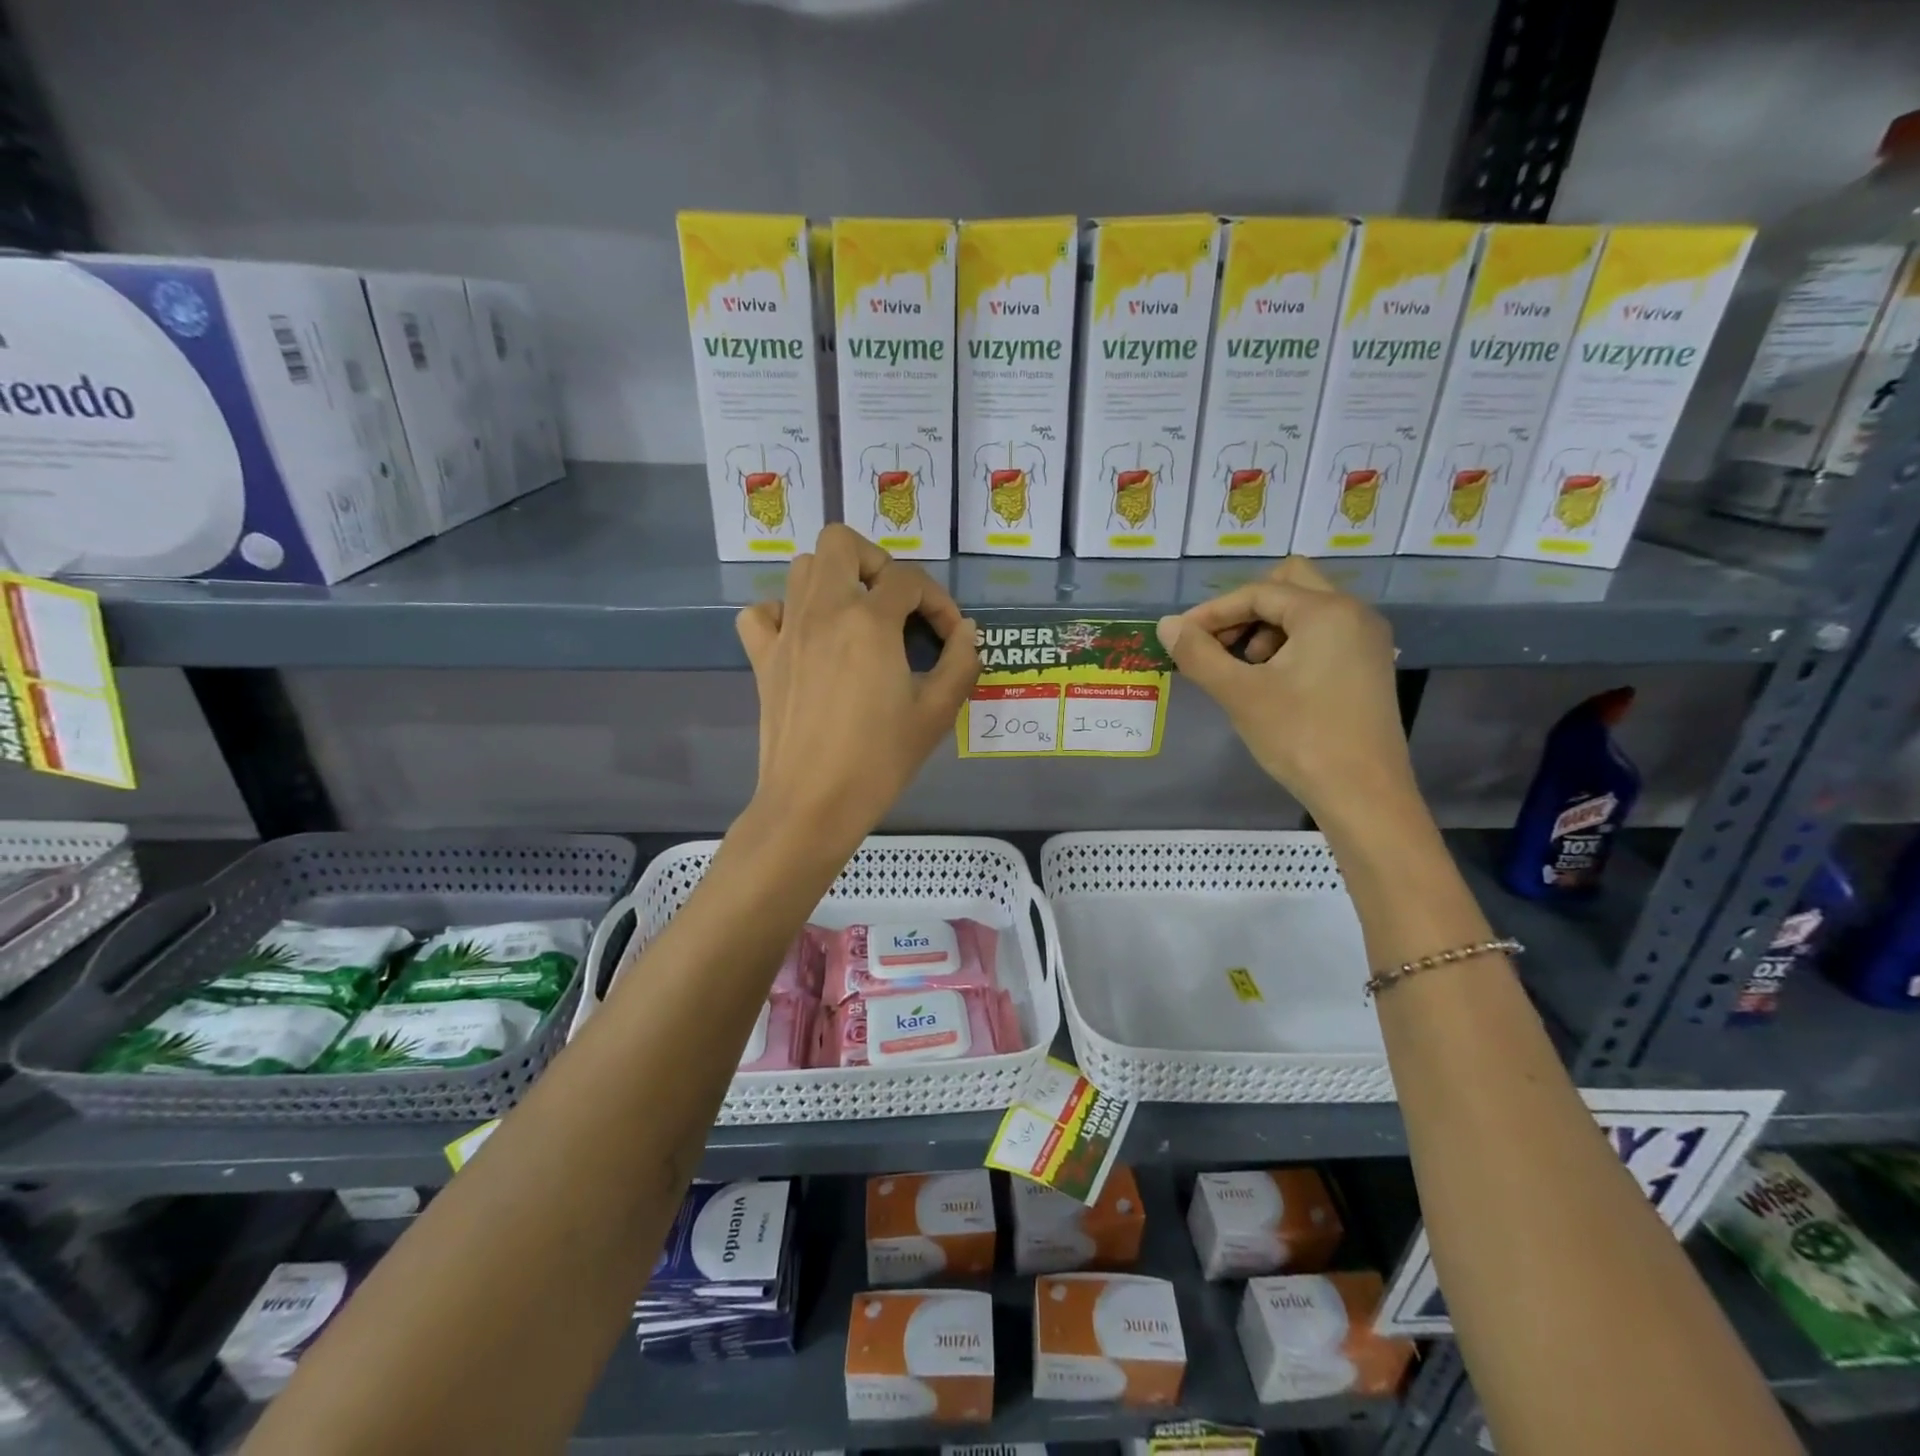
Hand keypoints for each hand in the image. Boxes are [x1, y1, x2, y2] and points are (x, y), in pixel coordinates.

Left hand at [737, 526, 978, 850]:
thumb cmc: (879, 760)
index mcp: (869, 621)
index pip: (910, 580)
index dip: (939, 603)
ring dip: (835, 579)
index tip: (950, 639)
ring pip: (802, 567)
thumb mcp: (936, 713)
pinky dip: (784, 612)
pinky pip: (763, 612)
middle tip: (896, 605)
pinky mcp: (762, 658)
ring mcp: (786, 632)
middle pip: (842, 542)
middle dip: (877, 562)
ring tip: (858, 618)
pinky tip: (807, 638)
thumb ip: (961, 663)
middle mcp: (823, 611)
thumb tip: (966, 631)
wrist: (813, 803)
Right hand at [1156, 556, 1415, 826]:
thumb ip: (1198, 654)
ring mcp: (1366, 640)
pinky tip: (1270, 683)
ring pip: (1305, 611)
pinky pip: (1321, 635)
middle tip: (1218, 644)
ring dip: (1265, 629)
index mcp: (1326, 612)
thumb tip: (1166, 625)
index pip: (1257, 592)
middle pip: (1288, 585)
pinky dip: (1289, 645)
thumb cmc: (1301, 738)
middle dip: (1245, 610)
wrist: (1363, 795)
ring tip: (1242, 671)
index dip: (1212, 612)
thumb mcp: (1240, 694)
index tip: (1180, 637)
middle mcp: (1354, 613)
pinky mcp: (1367, 666)